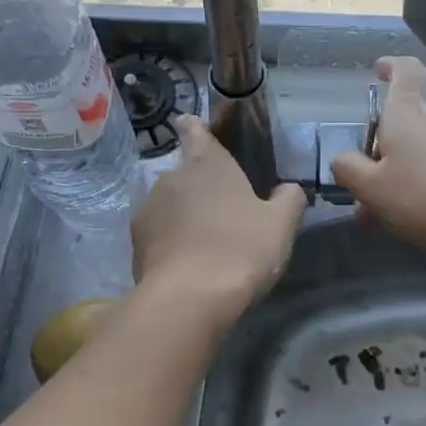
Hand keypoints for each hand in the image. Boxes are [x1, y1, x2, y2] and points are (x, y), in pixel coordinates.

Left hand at [132, 115, 305, 323]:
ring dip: (182, 215)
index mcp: (206, 163)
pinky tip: (187, 263)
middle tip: (222, 209)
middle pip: (183, 172)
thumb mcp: (280, 225)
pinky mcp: (135, 243)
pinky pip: (157, 234)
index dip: (194, 127)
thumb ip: (289, 200)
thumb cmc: (241, 250)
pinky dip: (170, 242)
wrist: (189, 299)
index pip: (194, 130)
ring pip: (168, 204)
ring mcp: (147, 209)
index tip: (192, 126)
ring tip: (204, 242)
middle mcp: (170, 177)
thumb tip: (290, 189)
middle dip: (198, 186)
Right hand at [329, 57, 425, 256]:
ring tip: (382, 215)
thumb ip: (349, 170)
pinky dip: (419, 186)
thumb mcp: (371, 188)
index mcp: (406, 114)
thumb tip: (343, 160)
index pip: (405, 72)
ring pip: (416, 151)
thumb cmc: (424, 195)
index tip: (378, 71)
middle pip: (402, 122)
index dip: (391, 67)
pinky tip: (412, 219)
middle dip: (379, 152)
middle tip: (362, 191)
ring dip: (396, 176)